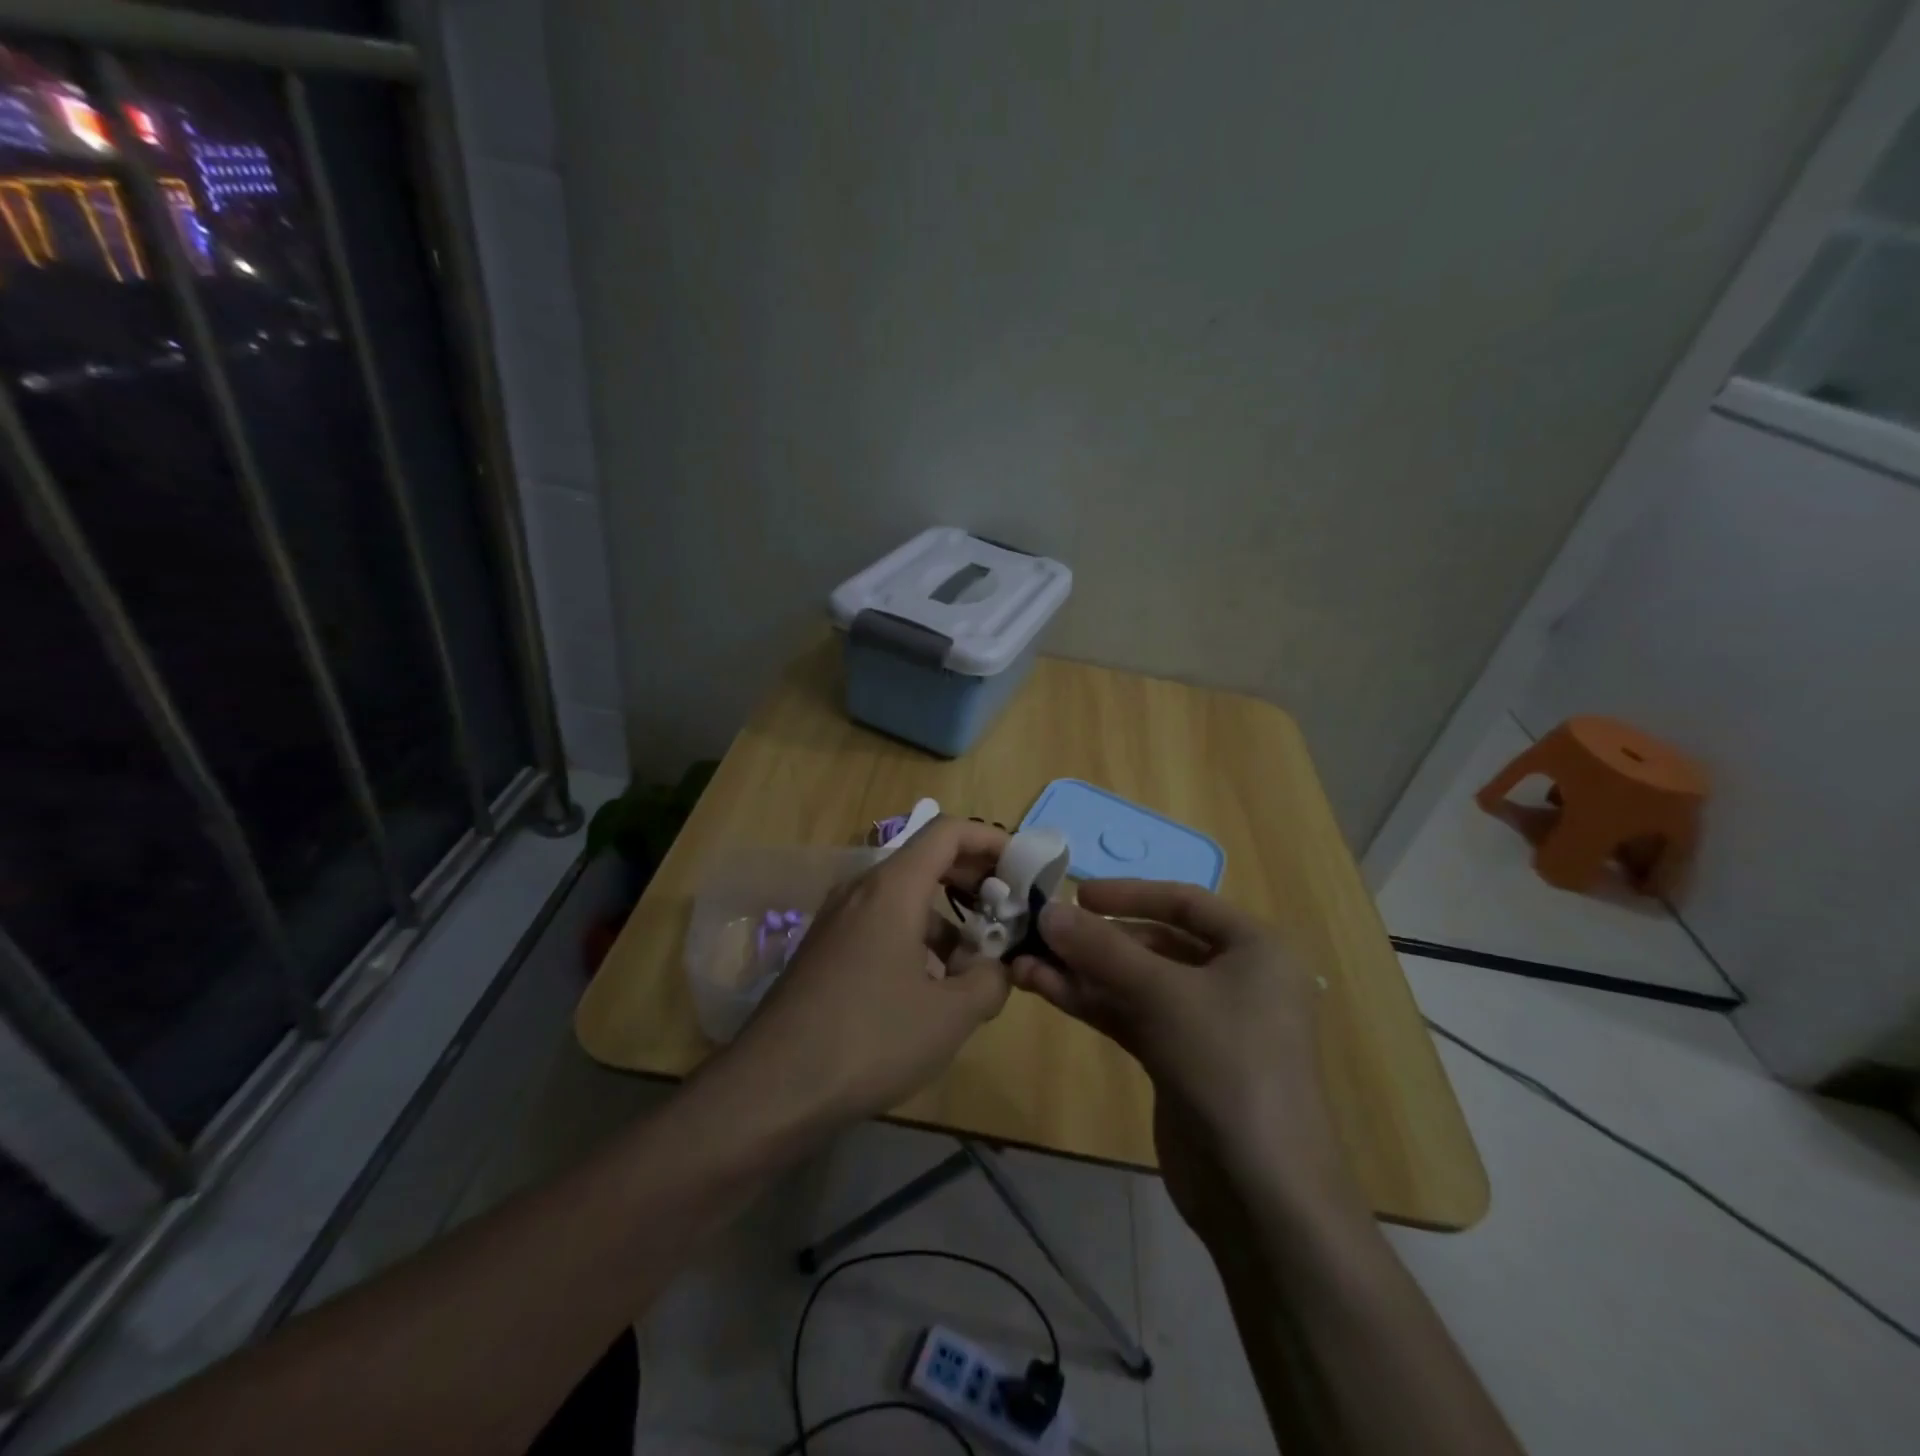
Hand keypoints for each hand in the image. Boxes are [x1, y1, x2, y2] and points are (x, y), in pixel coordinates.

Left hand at [726, 817, 1012, 1125]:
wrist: (773, 1088)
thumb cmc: (870, 1039)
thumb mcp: (950, 1016)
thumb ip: (989, 982)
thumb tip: (997, 969)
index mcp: (892, 889)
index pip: (948, 832)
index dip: (991, 840)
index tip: (1024, 866)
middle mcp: (861, 891)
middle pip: (926, 860)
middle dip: (973, 880)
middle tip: (1008, 912)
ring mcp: (837, 920)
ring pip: (904, 898)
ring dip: (946, 919)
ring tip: (974, 965)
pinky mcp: (825, 951)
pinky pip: (881, 924)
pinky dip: (915, 939)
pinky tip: (929, 988)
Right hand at [1012, 880, 1354, 1224]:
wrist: (1262, 1195)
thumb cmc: (1228, 1065)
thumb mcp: (1163, 995)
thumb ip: (1102, 949)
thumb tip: (1048, 910)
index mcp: (1255, 949)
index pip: (1184, 902)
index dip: (1129, 893)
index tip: (1076, 894)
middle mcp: (1235, 979)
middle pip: (1154, 943)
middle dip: (1096, 940)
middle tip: (1040, 932)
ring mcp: (1206, 1023)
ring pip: (1135, 983)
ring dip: (1083, 972)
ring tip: (1024, 961)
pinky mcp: (1179, 1060)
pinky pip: (1131, 1016)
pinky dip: (1091, 1002)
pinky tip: (1045, 988)